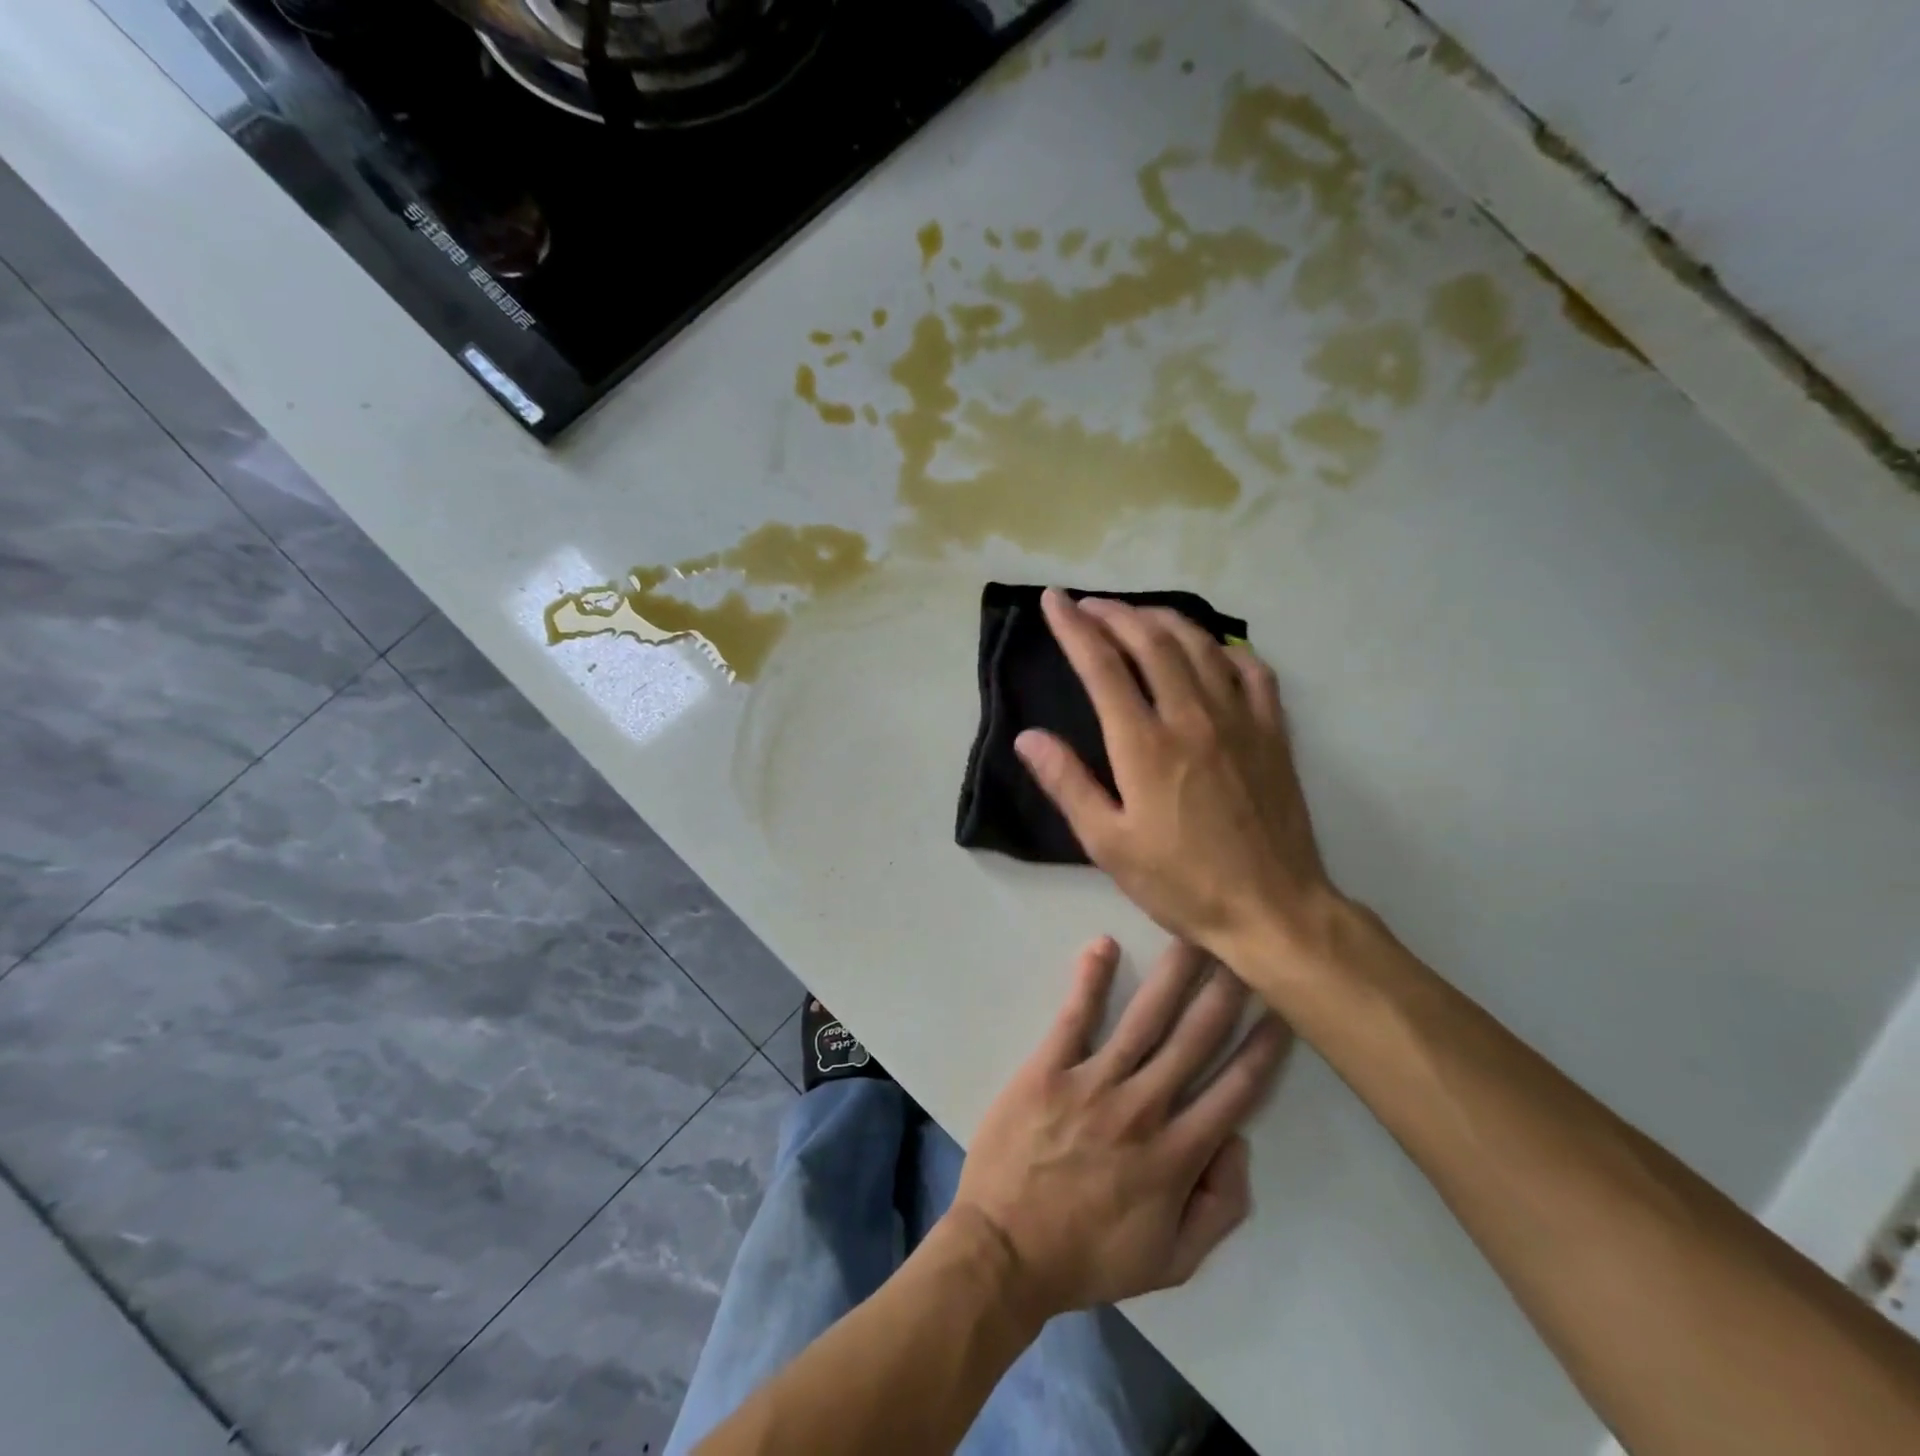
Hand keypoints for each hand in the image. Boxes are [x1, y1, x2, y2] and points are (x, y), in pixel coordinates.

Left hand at [951, 937, 1289, 1320]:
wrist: (1004, 1249)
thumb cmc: (1088, 1256)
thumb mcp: (1172, 1262)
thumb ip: (1219, 1208)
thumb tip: (1238, 1142)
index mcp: (1177, 1155)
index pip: (1236, 1092)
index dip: (1265, 1050)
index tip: (1283, 1010)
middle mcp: (1143, 1108)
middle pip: (1196, 1039)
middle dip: (1226, 991)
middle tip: (1246, 948)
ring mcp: (1093, 1083)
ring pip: (1145, 1019)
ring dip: (1173, 974)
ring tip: (1193, 933)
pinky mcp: (1048, 1068)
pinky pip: (1075, 1017)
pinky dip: (1090, 980)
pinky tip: (1104, 945)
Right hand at [1015, 589, 1338, 964]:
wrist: (1273, 909)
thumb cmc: (1182, 883)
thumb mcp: (1109, 845)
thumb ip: (1068, 784)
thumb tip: (1028, 737)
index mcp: (1145, 745)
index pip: (1102, 667)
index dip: (1073, 628)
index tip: (1053, 601)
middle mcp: (1192, 717)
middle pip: (1150, 642)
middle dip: (1114, 614)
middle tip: (1089, 604)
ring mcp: (1239, 720)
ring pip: (1199, 645)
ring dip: (1163, 620)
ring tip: (1137, 615)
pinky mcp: (1272, 732)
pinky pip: (1252, 670)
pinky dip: (1225, 648)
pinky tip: (1212, 650)